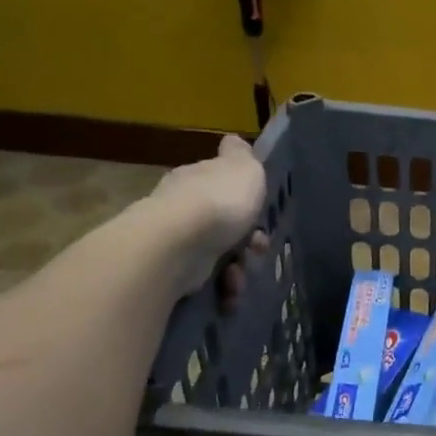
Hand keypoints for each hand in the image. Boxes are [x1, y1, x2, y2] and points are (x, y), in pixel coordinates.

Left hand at [143, 136, 269, 303]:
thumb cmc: (219, 202)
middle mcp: (182, 206)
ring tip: (240, 279)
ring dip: (238, 271)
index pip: (222, 186)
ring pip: (219, 256)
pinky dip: (222, 289)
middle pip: (225, 225)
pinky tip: (229, 294)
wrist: (178, 244)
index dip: (248, 203)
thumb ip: (242, 156)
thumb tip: (233, 141)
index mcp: (197, 178)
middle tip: (258, 251)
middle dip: (248, 243)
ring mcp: (175, 240)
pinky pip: (206, 281)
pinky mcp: (171, 271)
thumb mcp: (243, 169)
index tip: (263, 219)